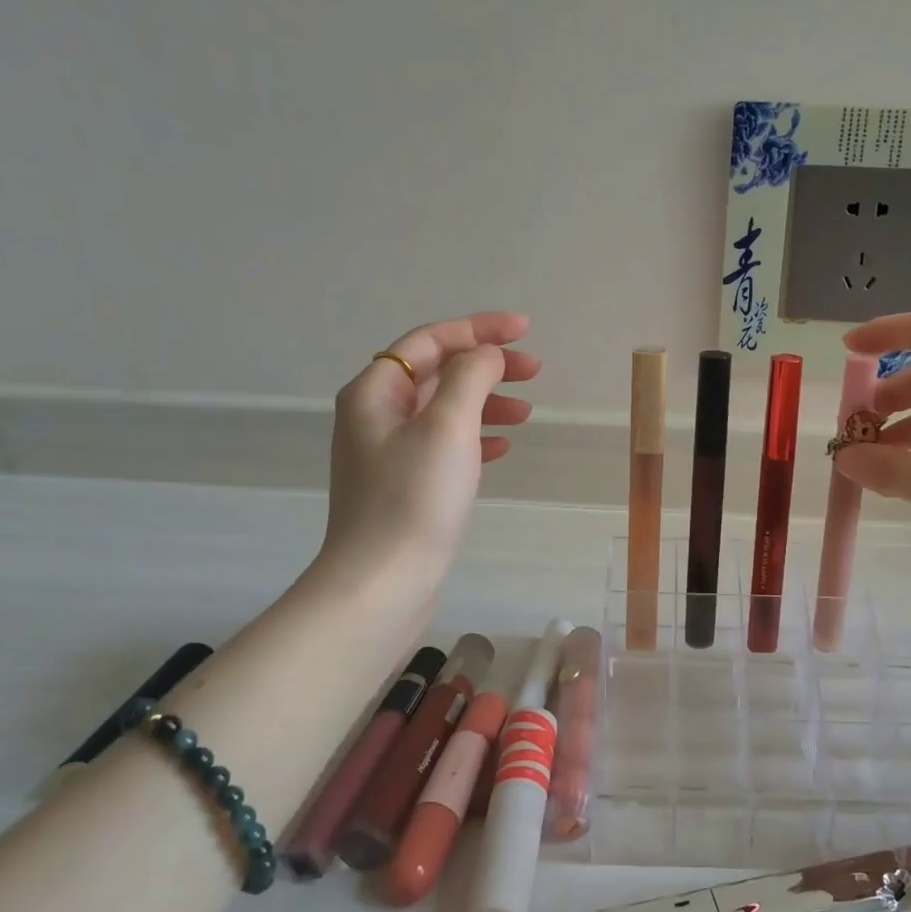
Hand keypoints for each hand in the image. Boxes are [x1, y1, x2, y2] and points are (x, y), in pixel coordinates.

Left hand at [317, 312, 538, 582]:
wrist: (384, 582)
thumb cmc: (414, 499)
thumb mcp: (447, 426)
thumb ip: (471, 377)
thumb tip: (486, 355)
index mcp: (375, 392)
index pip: (430, 341)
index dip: (478, 329)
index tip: (525, 331)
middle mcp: (376, 416)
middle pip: (437, 373)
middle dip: (486, 366)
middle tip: (535, 372)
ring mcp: (388, 455)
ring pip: (444, 411)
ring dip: (486, 403)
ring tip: (526, 412)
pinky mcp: (405, 487)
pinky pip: (444, 446)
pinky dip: (475, 438)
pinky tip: (502, 447)